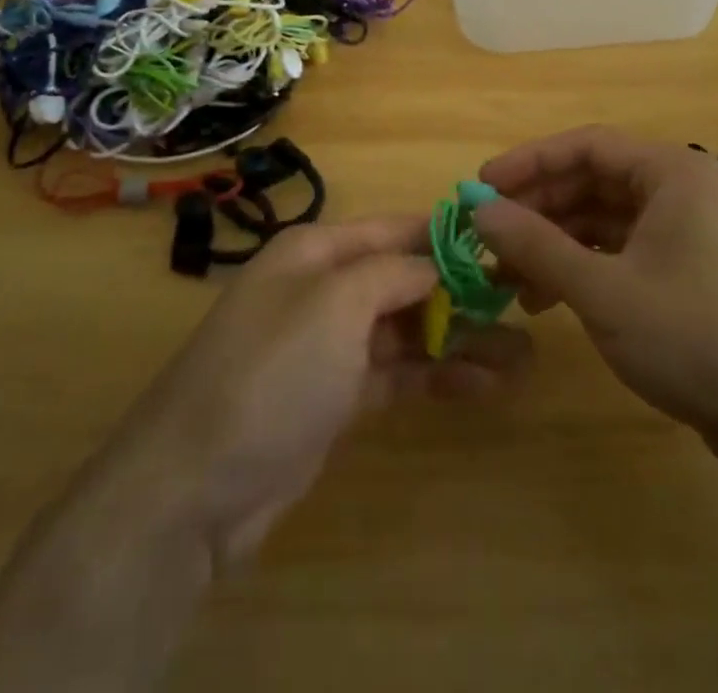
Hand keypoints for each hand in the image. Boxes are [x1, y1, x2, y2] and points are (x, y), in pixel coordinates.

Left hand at [96, 216, 528, 569]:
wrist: (194, 487)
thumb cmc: (272, 372)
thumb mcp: (335, 305)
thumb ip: (392, 274)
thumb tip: (434, 261)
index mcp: (316, 253)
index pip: (393, 231)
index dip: (445, 237)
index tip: (501, 244)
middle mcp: (323, 290)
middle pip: (404, 281)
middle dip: (461, 294)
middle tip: (523, 307)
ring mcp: (329, 347)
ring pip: (405, 331)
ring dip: (458, 339)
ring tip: (521, 355)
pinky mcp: (335, 398)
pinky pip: (395, 375)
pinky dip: (436, 376)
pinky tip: (483, 384)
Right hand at [476, 126, 717, 440]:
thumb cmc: (694, 339)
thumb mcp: (603, 291)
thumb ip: (536, 245)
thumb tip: (480, 209)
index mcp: (672, 172)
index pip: (587, 145)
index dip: (529, 162)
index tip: (482, 185)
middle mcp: (682, 189)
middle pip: (594, 181)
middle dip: (539, 209)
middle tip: (489, 236)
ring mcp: (689, 231)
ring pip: (605, 219)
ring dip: (556, 242)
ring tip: (509, 277)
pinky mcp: (690, 269)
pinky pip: (624, 249)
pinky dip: (585, 266)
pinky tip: (549, 297)